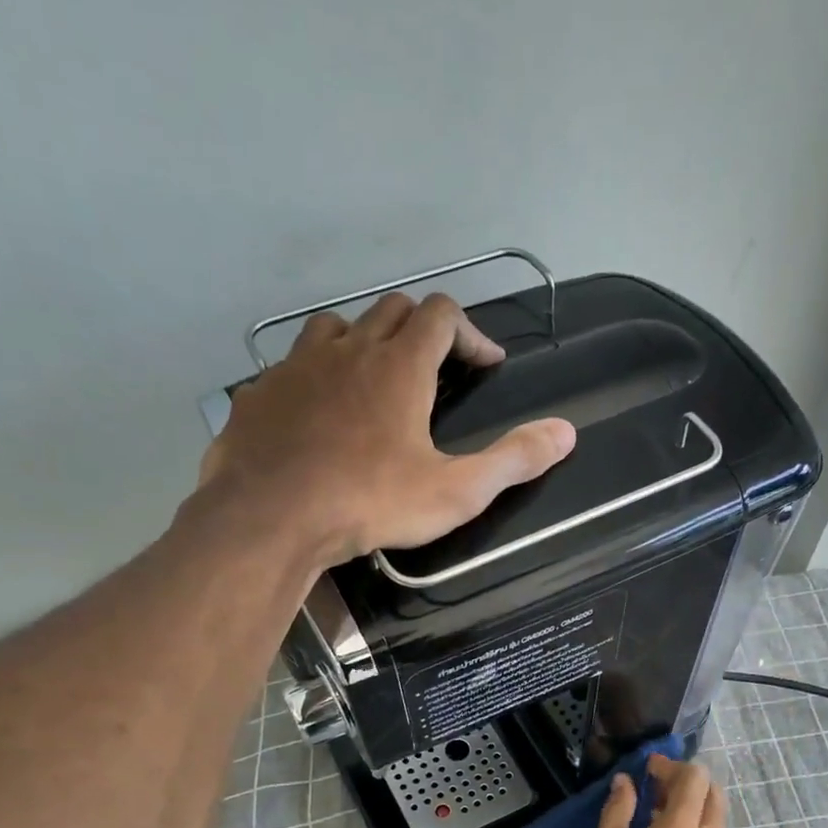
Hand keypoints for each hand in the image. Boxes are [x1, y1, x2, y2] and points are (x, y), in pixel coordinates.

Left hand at [193, 293, 576, 567]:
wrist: (271, 517)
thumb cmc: (370, 503)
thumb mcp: (455, 492)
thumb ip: (512, 461)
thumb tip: (566, 433)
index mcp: (400, 366)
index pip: (442, 316)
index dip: (471, 333)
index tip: (487, 363)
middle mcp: (349, 349)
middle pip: (392, 310)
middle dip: (422, 330)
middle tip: (436, 368)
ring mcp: (297, 366)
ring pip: (338, 327)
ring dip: (364, 342)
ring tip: (375, 381)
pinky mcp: (261, 392)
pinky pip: (293, 367)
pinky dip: (316, 377)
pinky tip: (318, 413)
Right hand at [578, 758, 726, 827]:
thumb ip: (617, 814)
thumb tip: (625, 783)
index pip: (695, 779)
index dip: (671, 766)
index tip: (645, 769)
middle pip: (713, 793)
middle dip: (685, 781)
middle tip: (650, 787)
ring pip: (714, 815)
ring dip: (688, 803)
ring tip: (648, 811)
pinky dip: (690, 824)